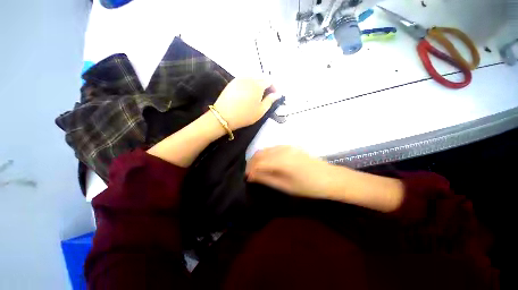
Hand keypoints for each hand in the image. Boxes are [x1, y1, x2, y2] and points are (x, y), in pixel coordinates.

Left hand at [213, 78, 280, 130]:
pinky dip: (249, 84)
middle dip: (266, 85)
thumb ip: (270, 100)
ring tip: (257, 95)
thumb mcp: (261, 111)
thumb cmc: (245, 115)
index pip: (270, 80)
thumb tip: (277, 94)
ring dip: (258, 84)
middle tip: (267, 96)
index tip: (275, 95)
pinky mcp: (232, 82)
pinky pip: (244, 80)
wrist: (224, 116)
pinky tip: (247, 94)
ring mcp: (239, 79)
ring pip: (252, 78)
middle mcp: (249, 78)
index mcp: (258, 85)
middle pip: (261, 78)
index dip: (274, 87)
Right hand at [246, 146, 335, 198]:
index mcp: (280, 160)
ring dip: (258, 159)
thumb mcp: (284, 186)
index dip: (249, 170)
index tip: (247, 178)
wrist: (328, 177)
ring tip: (257, 169)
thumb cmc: (307, 186)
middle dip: (251, 163)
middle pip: (259, 154)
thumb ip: (266, 179)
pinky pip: (272, 148)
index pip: (257, 162)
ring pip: (265, 150)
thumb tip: (251, 176)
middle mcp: (281, 150)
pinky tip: (267, 163)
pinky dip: (266, 155)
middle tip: (250, 174)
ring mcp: (286, 146)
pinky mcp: (290, 146)